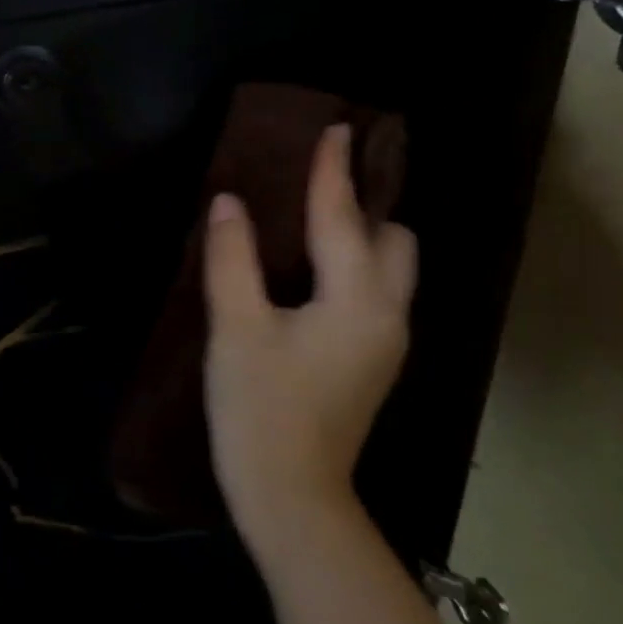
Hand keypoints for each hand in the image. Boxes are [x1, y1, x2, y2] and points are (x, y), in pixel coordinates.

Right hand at [203, 124, 416, 566]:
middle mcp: (387, 315)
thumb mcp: (237, 328)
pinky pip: (376, 293)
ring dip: (362, 238)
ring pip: (391, 271)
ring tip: (315, 223)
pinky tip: (311, 273)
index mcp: (357, 300)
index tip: (333, 128)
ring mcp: (385, 343)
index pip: (344, 218)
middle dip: (365, 205)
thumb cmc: (260, 408)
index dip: (333, 172)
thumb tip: (228, 204)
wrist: (290, 494)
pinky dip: (354, 267)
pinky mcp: (371, 363)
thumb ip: (232, 259)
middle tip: (320, 184)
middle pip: (394, 241)